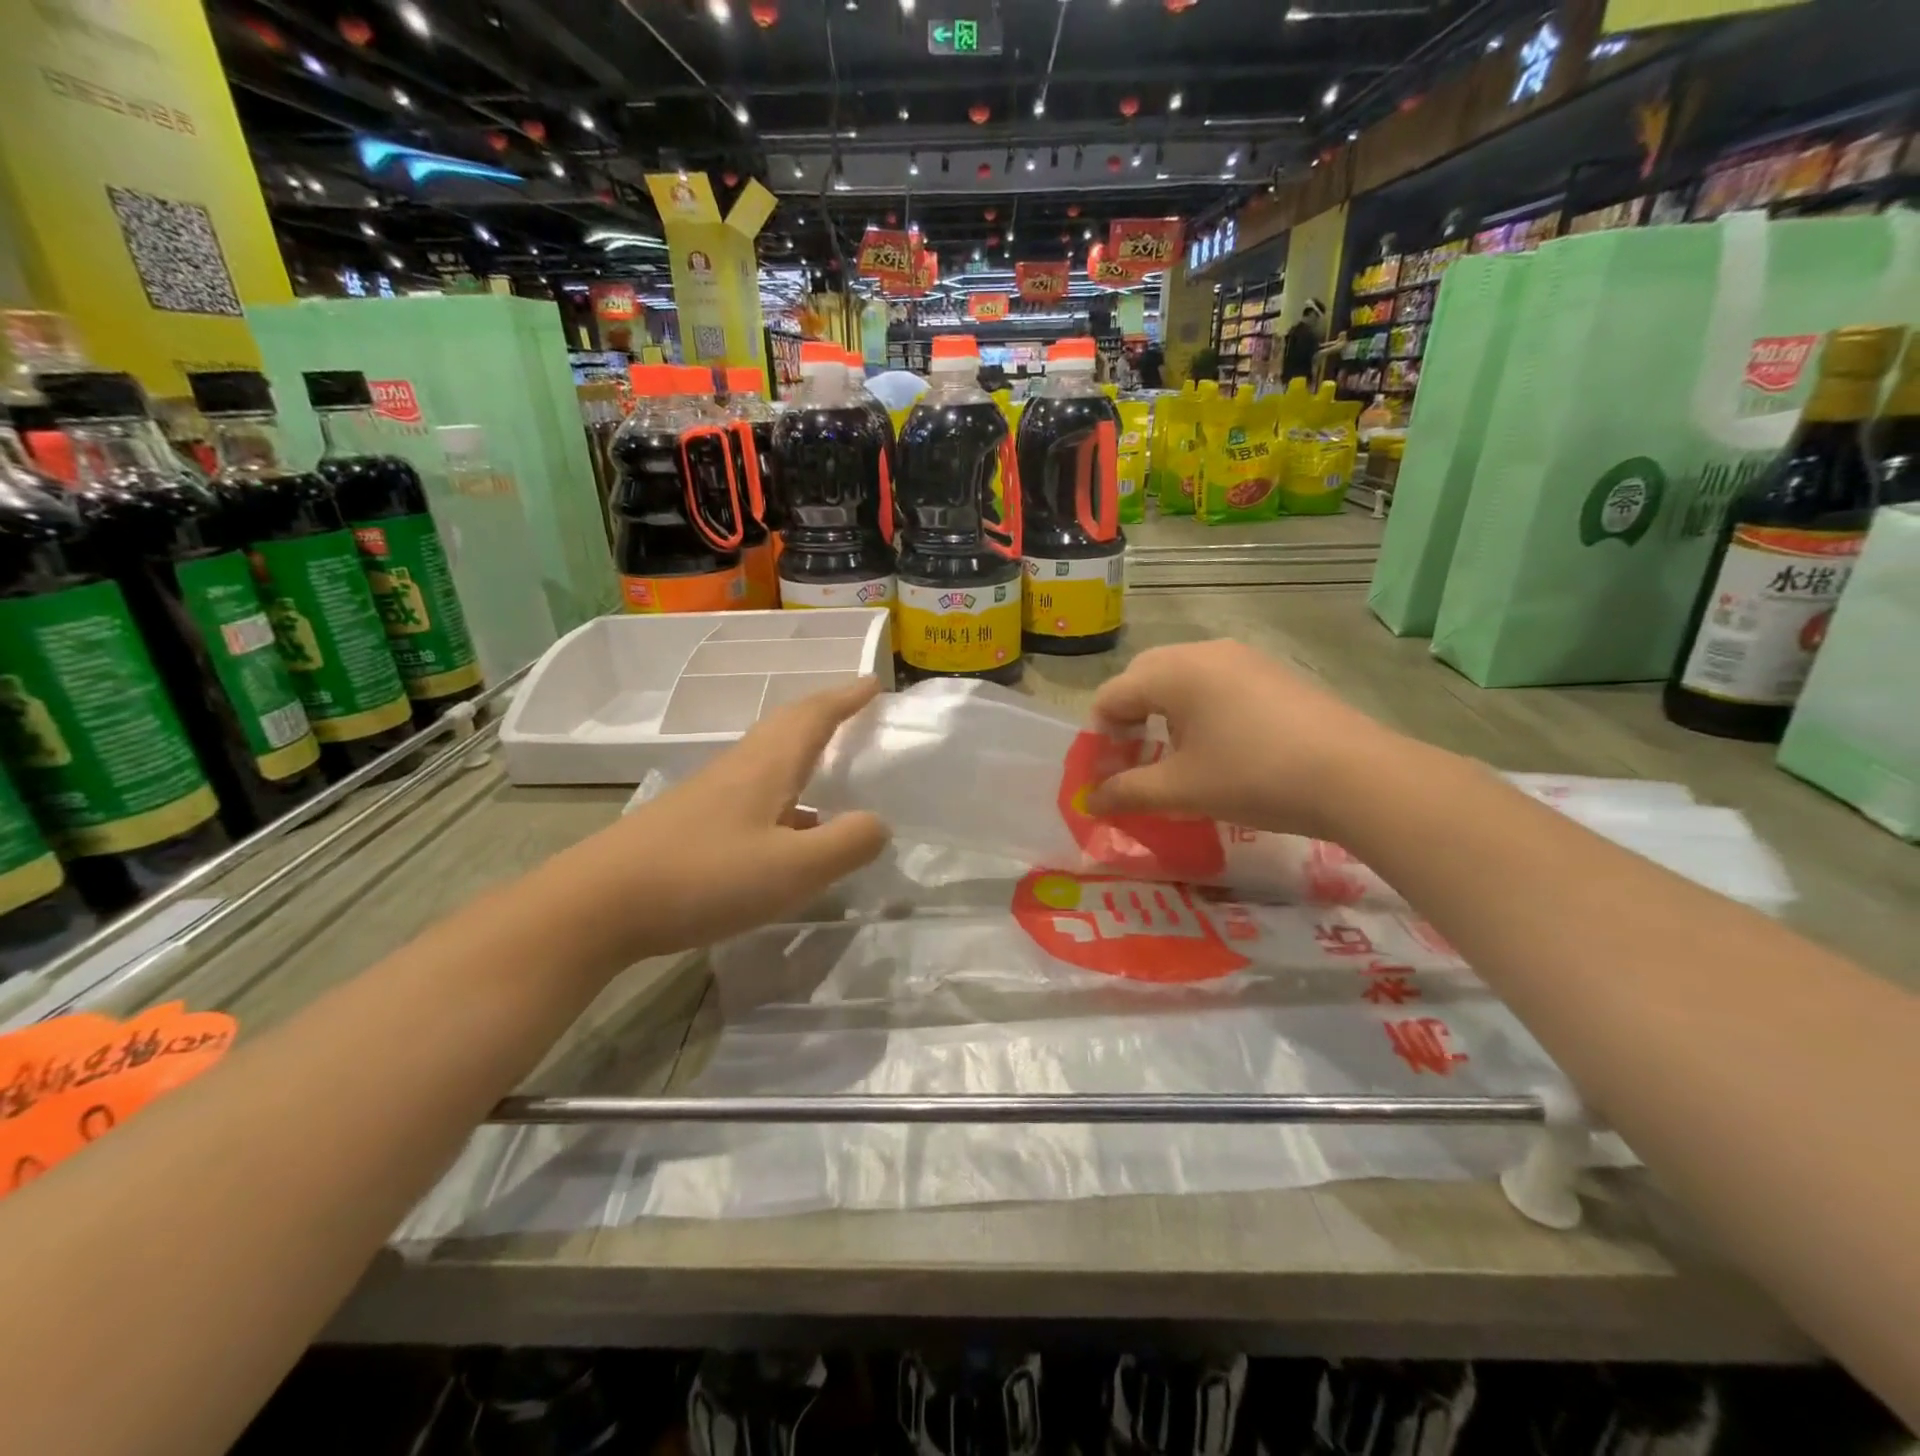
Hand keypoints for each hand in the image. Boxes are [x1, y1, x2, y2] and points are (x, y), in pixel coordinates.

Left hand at [570, 678, 890, 959]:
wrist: (598, 905)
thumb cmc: (704, 878)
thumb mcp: (792, 869)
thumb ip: (845, 844)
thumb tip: (879, 824)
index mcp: (766, 766)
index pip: (814, 716)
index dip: (846, 698)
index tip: (873, 683)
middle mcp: (739, 769)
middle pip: (787, 727)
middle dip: (825, 713)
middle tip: (857, 712)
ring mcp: (710, 796)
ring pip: (768, 760)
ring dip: (804, 752)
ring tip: (834, 771)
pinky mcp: (692, 824)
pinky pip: (753, 793)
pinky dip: (785, 795)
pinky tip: (790, 832)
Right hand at [1085, 641, 1401, 838]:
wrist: (1355, 776)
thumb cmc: (1254, 777)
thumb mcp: (1182, 790)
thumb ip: (1127, 792)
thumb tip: (1091, 802)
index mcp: (1173, 671)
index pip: (1112, 695)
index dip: (1100, 739)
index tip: (1107, 777)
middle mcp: (1204, 652)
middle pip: (1143, 678)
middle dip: (1128, 720)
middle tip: (1135, 762)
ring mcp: (1243, 658)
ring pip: (1181, 678)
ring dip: (1163, 714)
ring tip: (1176, 756)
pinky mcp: (1272, 673)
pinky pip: (1215, 683)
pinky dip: (1198, 710)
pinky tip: (1219, 746)